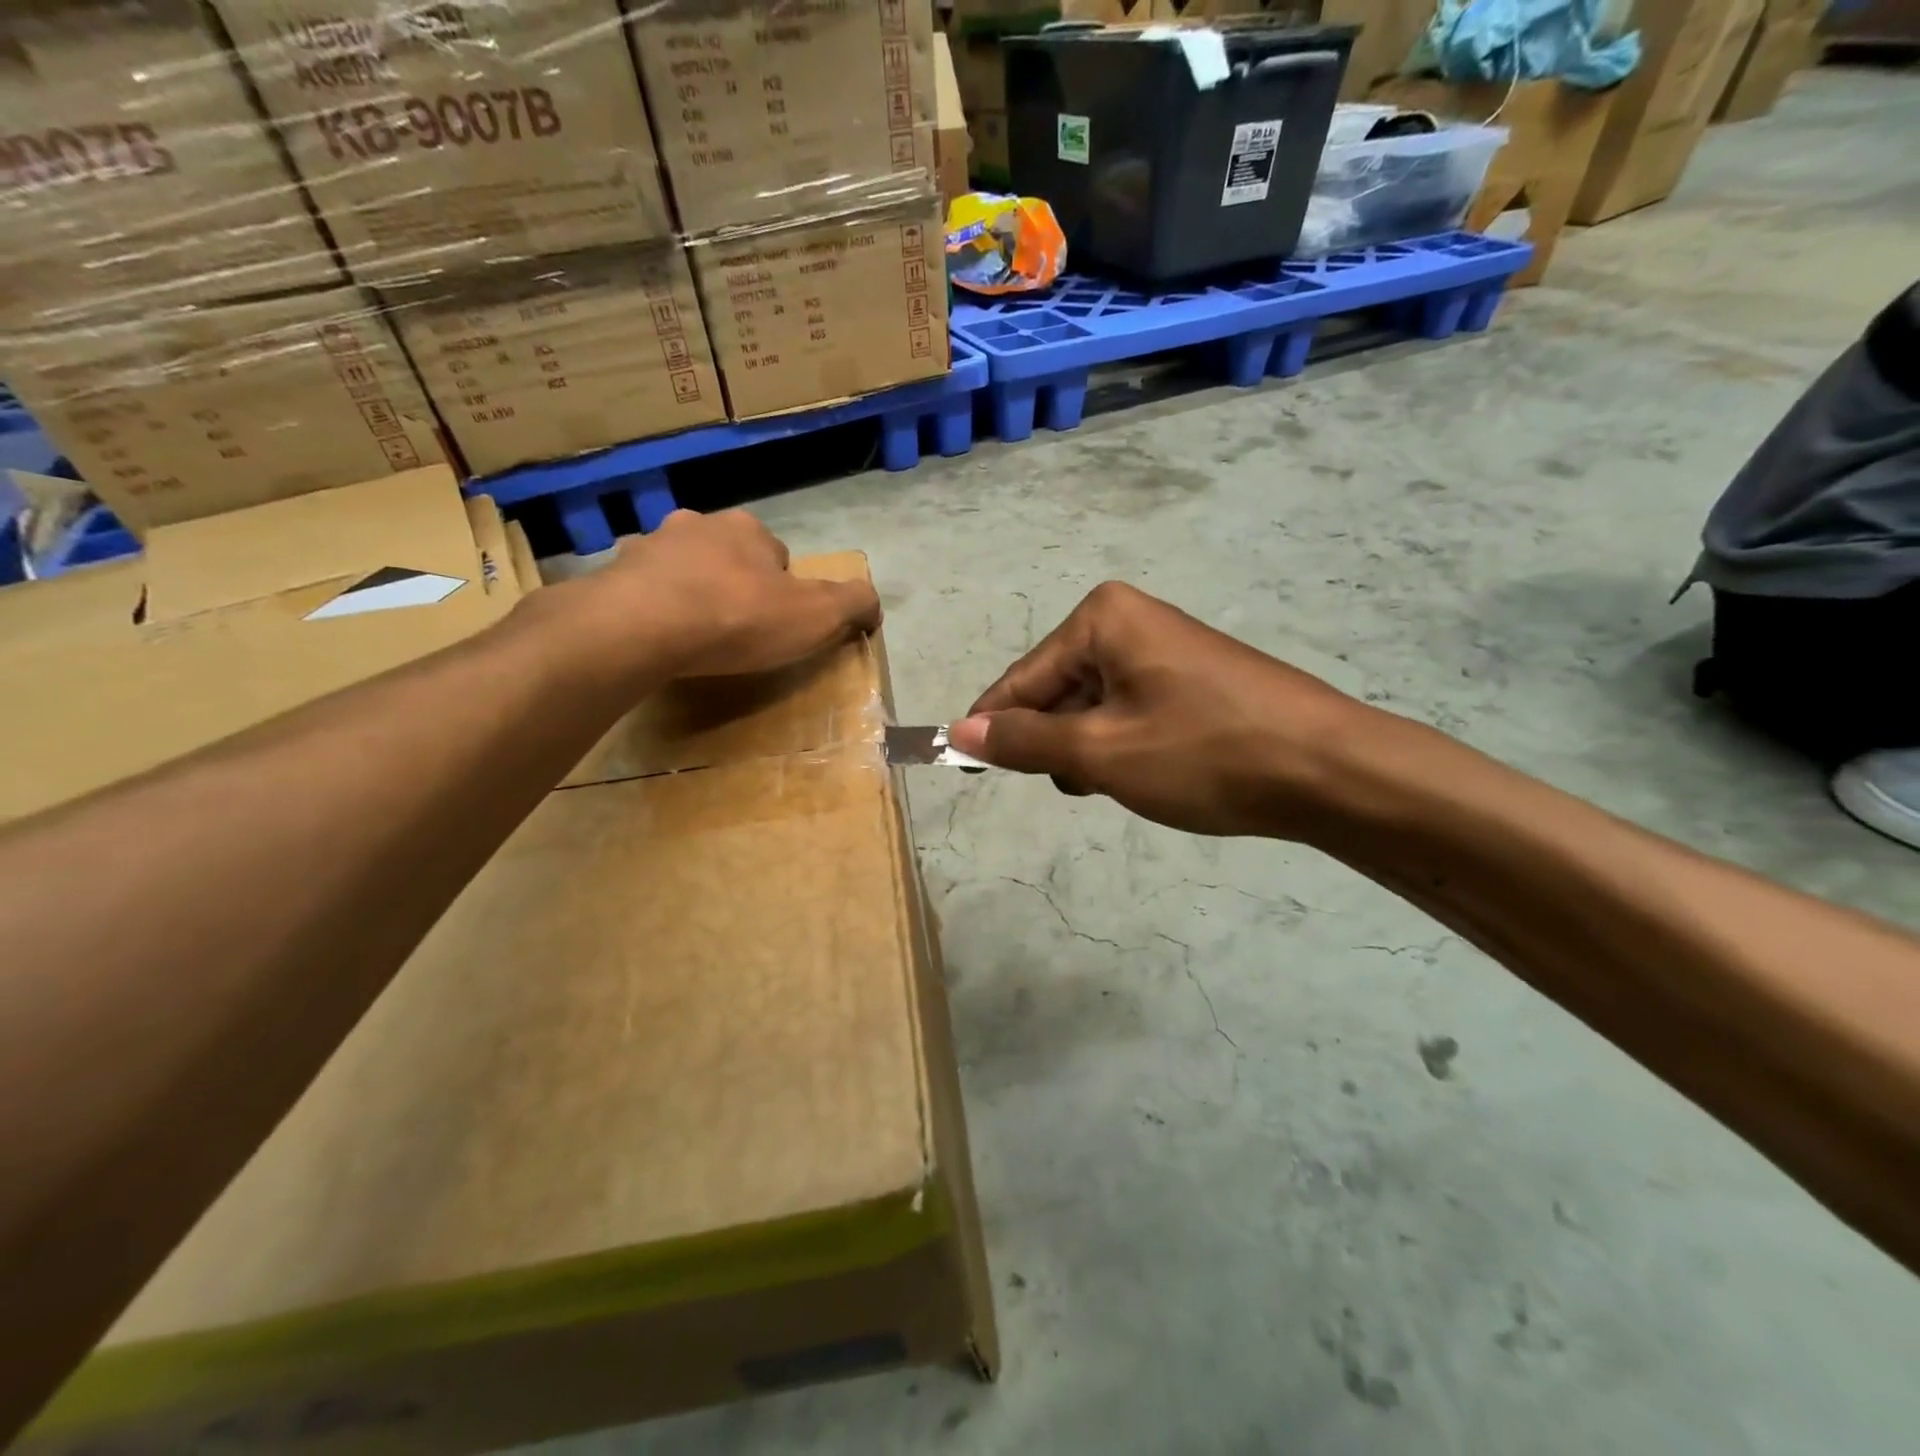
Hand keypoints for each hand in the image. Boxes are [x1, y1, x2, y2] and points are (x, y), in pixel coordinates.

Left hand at [549, 509, 881, 681]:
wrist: (643, 627)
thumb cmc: (738, 617)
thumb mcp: (817, 615)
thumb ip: (853, 604)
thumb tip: (873, 605)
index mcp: (748, 530)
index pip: (777, 556)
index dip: (783, 590)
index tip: (777, 624)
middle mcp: (698, 524)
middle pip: (728, 556)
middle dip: (735, 585)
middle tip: (737, 631)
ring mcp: (649, 547)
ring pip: (682, 568)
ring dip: (691, 592)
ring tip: (694, 636)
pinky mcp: (612, 575)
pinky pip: (641, 590)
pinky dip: (651, 608)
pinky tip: (656, 638)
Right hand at [948, 583, 1371, 837]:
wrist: (1330, 770)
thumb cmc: (1205, 753)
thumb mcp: (1100, 753)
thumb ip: (1024, 741)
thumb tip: (960, 730)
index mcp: (1101, 618)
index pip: (1021, 679)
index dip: (992, 727)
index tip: (965, 769)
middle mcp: (1129, 619)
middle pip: (1056, 690)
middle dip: (1055, 742)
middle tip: (1083, 783)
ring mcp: (1164, 647)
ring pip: (1092, 706)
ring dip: (1089, 749)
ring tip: (1123, 782)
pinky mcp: (1191, 677)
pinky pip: (1128, 710)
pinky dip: (1122, 745)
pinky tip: (1150, 773)